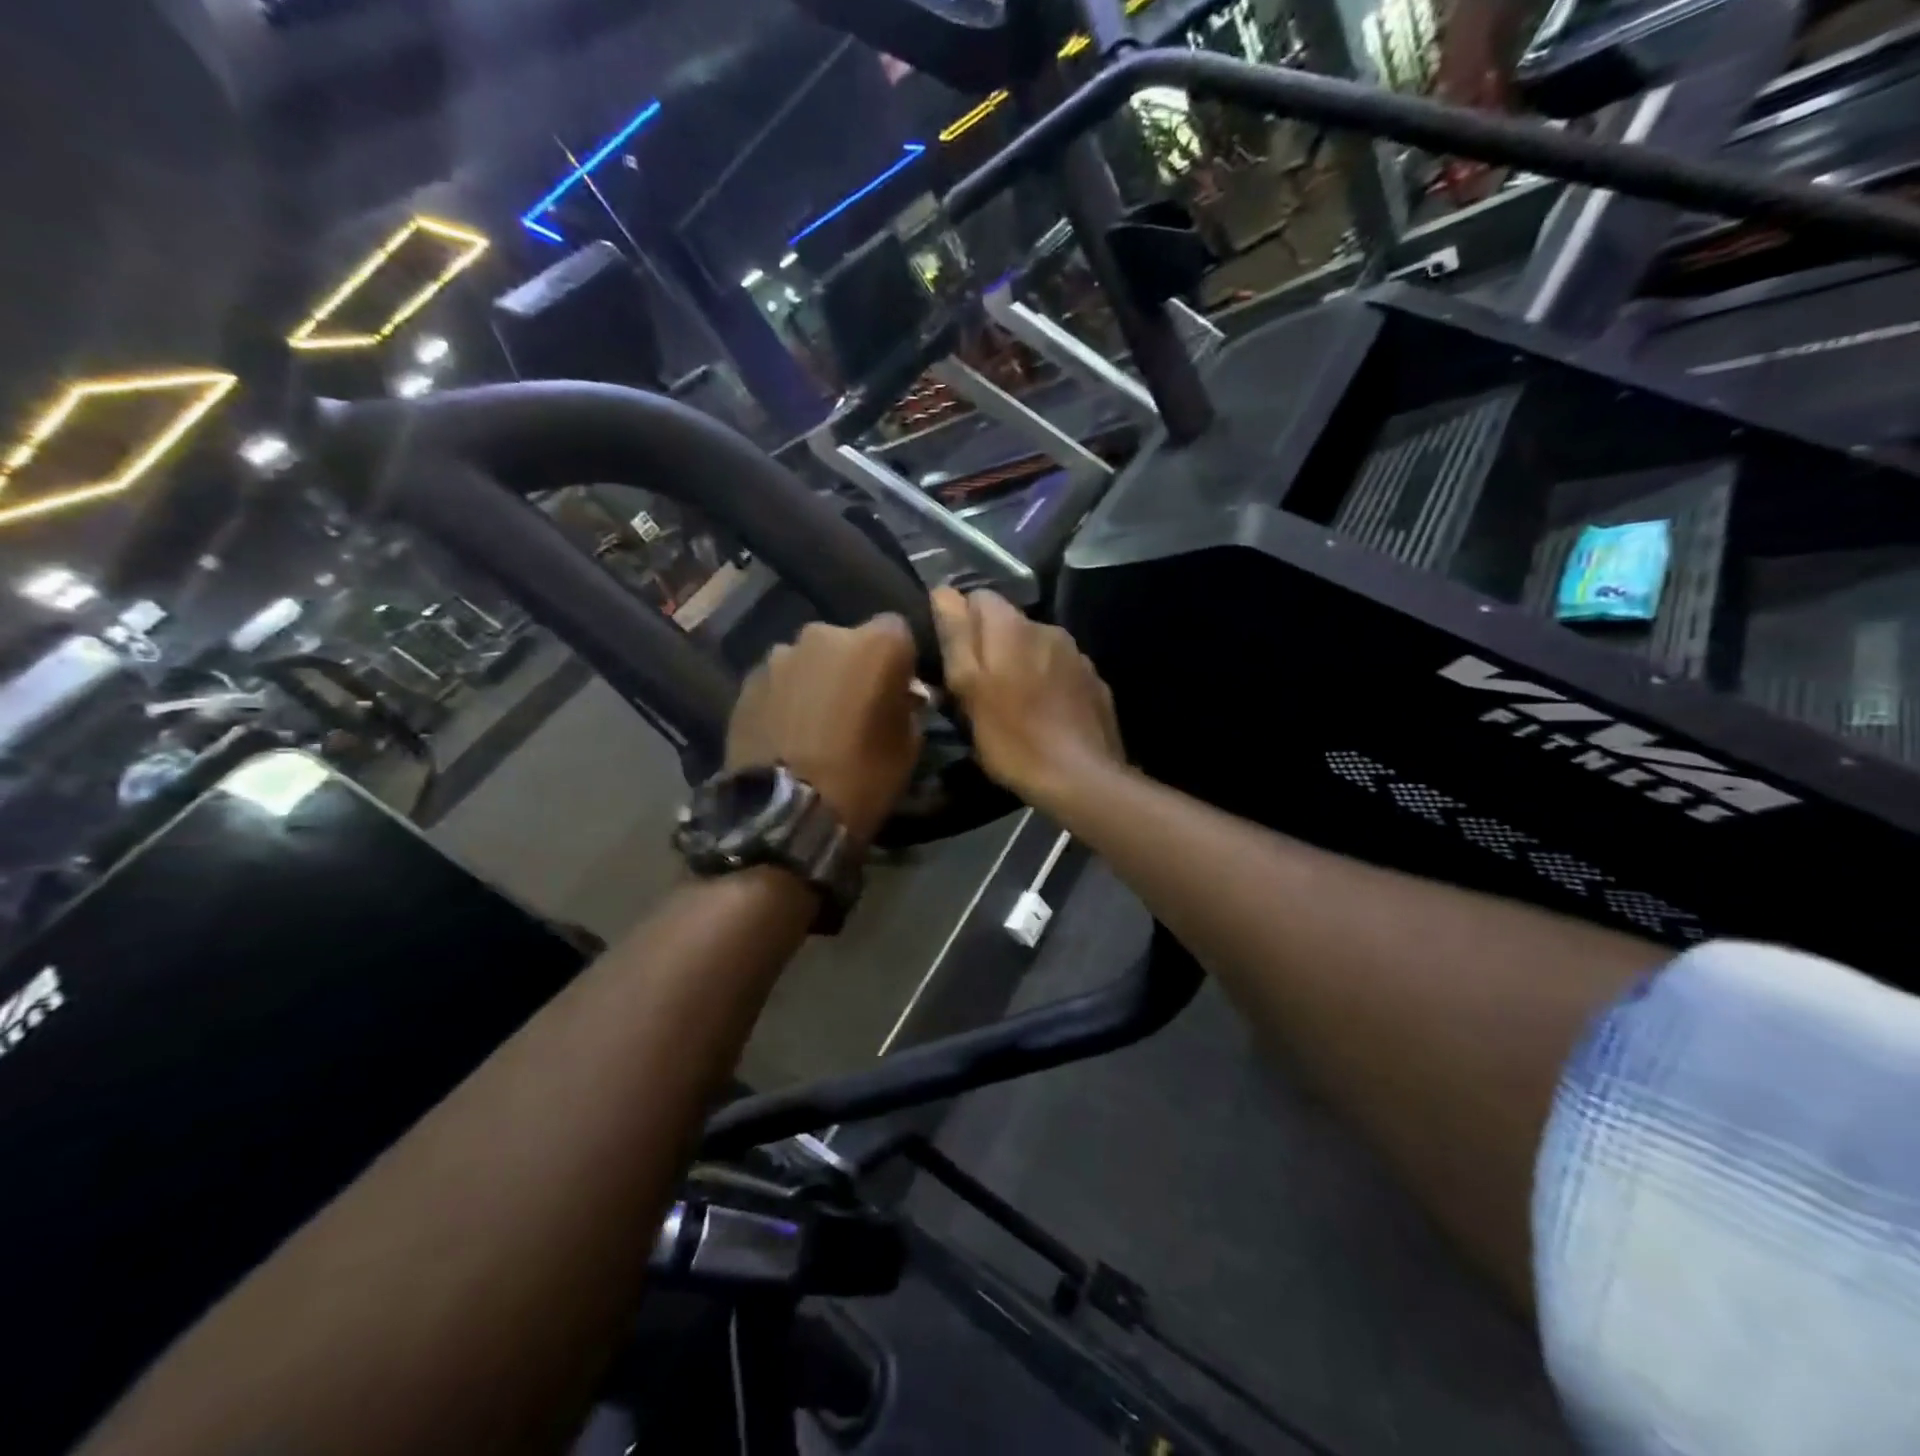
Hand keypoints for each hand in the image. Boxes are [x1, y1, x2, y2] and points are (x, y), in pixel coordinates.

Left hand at [726, 615, 923, 845]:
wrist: (788, 812)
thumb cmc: (863, 776)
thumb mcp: (908, 747)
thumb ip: (907, 708)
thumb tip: (900, 699)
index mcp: (876, 644)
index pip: (897, 631)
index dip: (898, 661)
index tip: (896, 690)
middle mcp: (826, 635)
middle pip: (848, 641)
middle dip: (853, 666)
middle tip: (854, 706)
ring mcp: (781, 655)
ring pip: (810, 660)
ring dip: (816, 680)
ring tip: (814, 722)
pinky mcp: (748, 681)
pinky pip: (779, 681)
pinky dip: (785, 698)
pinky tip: (786, 732)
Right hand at [930, 587, 1124, 810]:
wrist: (1081, 777)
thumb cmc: (1013, 738)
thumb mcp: (968, 689)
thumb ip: (956, 636)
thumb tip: (944, 592)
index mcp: (1012, 626)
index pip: (976, 597)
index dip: (959, 623)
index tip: (951, 658)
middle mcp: (1047, 628)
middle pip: (1008, 622)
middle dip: (990, 646)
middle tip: (977, 688)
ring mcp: (1076, 654)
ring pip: (1036, 646)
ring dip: (1021, 663)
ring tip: (1012, 703)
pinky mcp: (1094, 681)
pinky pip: (1060, 669)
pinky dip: (1048, 681)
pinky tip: (1044, 714)